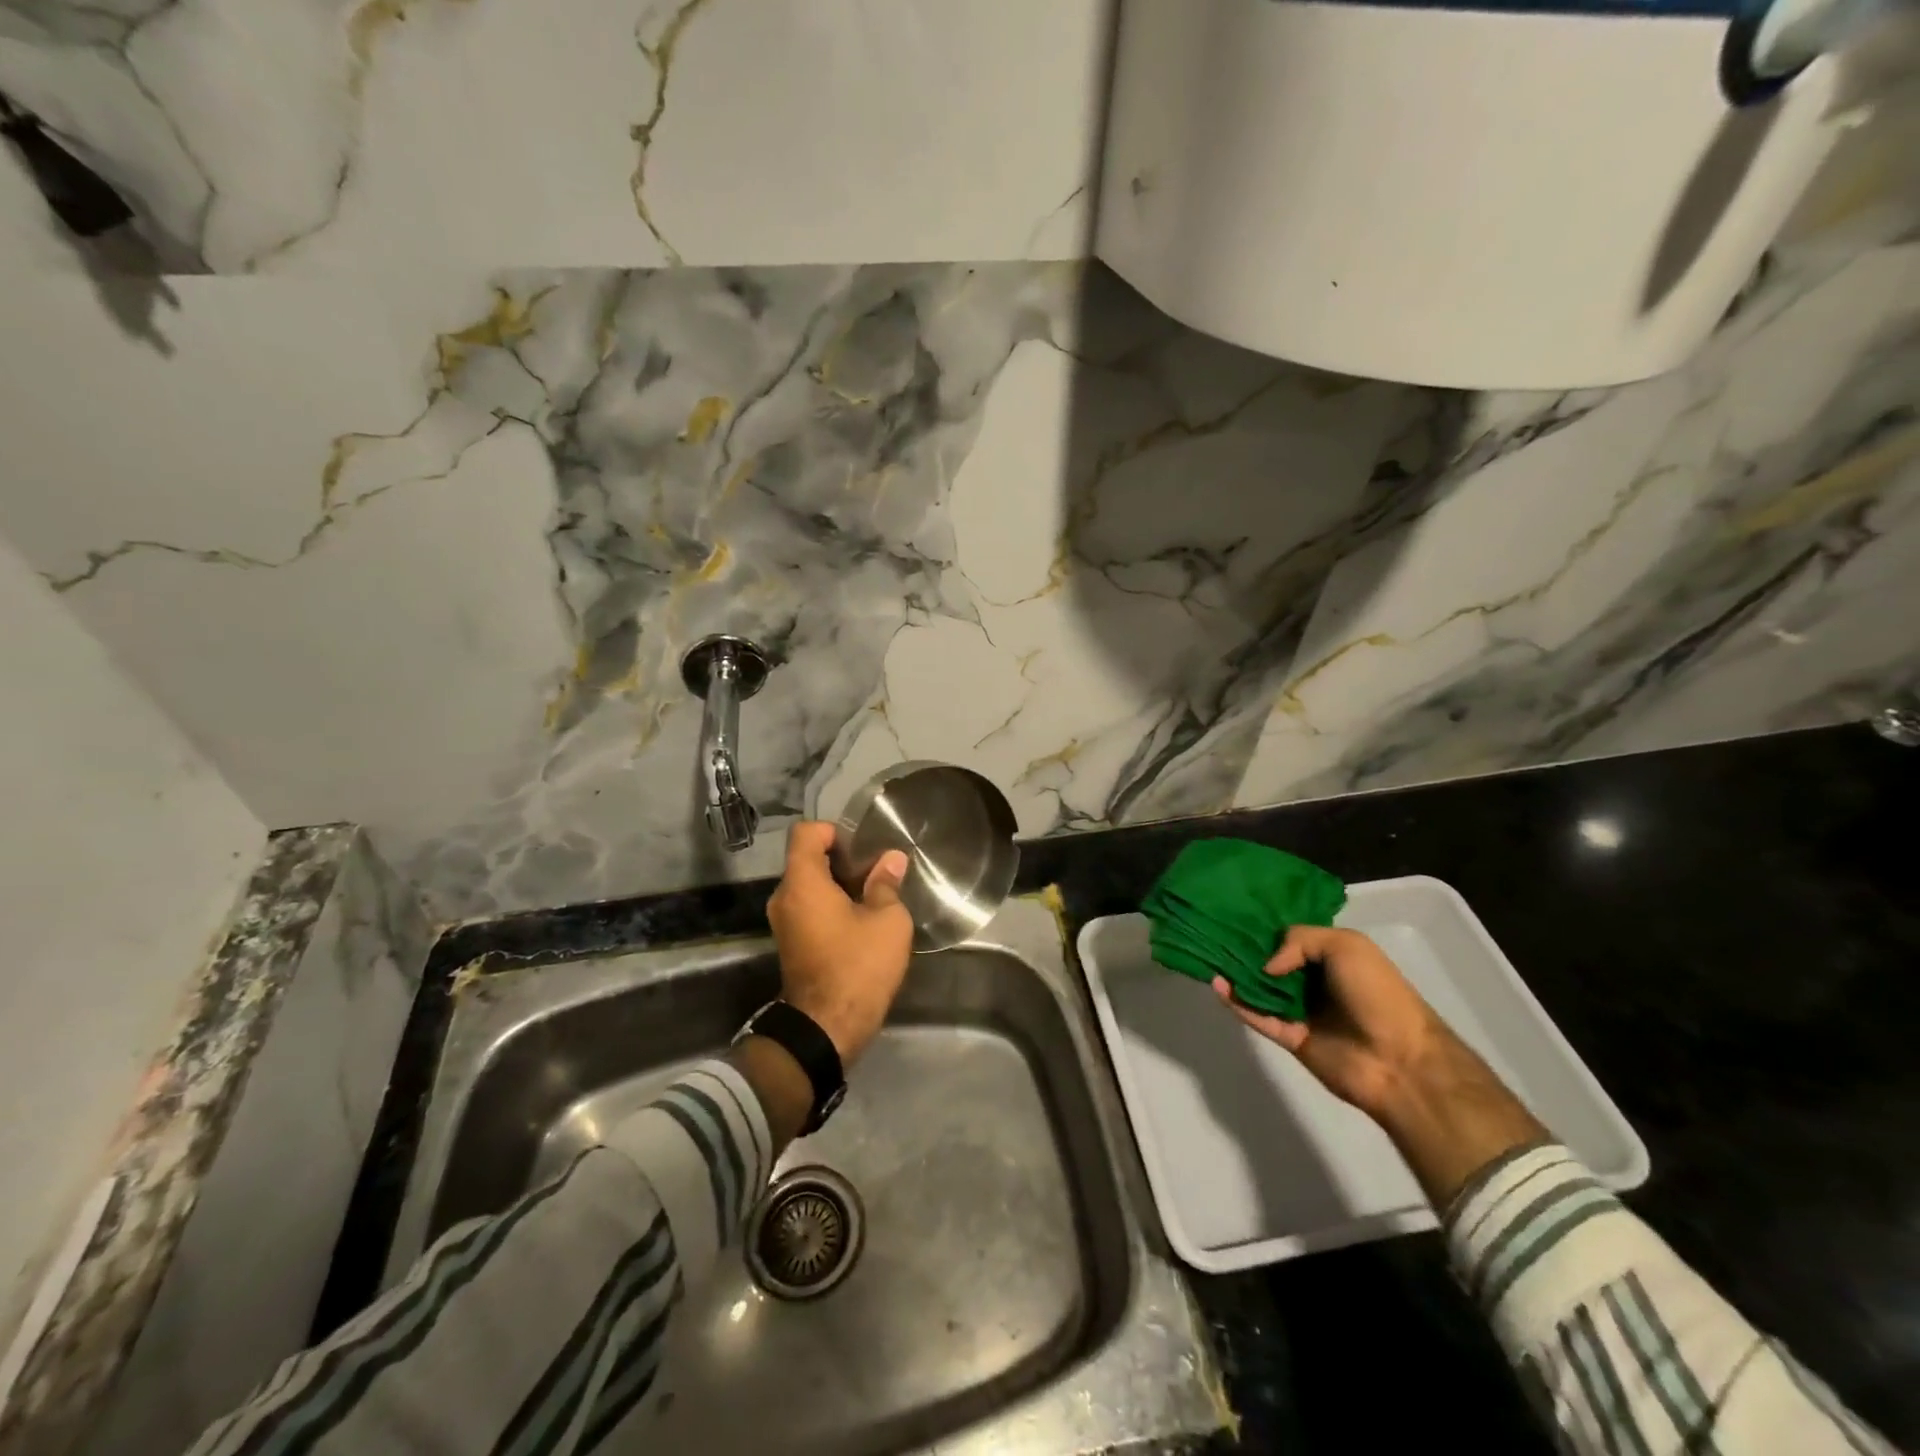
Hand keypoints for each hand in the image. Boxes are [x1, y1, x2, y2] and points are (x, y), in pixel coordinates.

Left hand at [766, 821, 912, 1066]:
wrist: (827, 1028)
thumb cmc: (858, 965)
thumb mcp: (887, 921)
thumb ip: (886, 884)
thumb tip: (891, 860)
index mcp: (802, 883)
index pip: (805, 833)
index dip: (832, 830)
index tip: (860, 845)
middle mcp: (784, 898)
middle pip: (807, 860)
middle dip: (841, 859)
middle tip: (876, 869)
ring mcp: (783, 923)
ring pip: (808, 887)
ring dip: (837, 885)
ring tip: (873, 894)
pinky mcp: (790, 944)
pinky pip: (808, 909)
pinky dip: (830, 906)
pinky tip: (860, 919)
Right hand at [1213, 924, 1449, 1120]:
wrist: (1400, 1059)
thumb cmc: (1378, 994)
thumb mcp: (1346, 946)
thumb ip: (1299, 940)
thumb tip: (1266, 965)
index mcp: (1330, 957)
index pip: (1290, 938)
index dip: (1266, 928)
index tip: (1235, 915)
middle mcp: (1312, 981)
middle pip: (1270, 962)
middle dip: (1245, 950)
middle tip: (1212, 933)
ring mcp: (1300, 1011)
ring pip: (1259, 989)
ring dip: (1235, 975)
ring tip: (1209, 957)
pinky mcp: (1289, 1037)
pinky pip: (1257, 1016)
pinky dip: (1236, 1002)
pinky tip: (1217, 985)